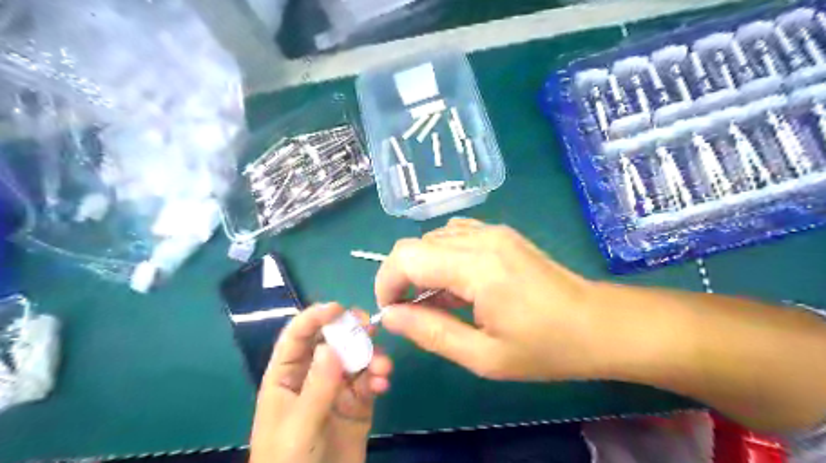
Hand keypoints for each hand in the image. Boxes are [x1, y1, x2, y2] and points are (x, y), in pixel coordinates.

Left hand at [249, 304, 392, 462]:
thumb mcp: (300, 426)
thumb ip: (318, 386)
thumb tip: (331, 345)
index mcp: (286, 377)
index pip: (297, 337)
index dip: (314, 318)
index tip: (338, 308)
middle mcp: (312, 376)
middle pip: (331, 341)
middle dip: (350, 331)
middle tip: (369, 326)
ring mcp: (337, 389)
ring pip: (355, 359)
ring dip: (371, 356)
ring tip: (382, 366)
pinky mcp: (358, 404)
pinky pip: (369, 381)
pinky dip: (378, 377)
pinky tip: (383, 383)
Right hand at [376, 219, 604, 380]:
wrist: (598, 323)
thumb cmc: (546, 347)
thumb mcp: (484, 356)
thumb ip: (431, 333)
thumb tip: (391, 317)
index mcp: (476, 266)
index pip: (406, 257)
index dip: (387, 282)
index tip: (393, 312)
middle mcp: (481, 238)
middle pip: (415, 244)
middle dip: (401, 277)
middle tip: (413, 313)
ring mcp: (492, 231)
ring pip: (432, 239)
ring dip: (422, 268)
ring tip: (437, 303)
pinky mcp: (500, 234)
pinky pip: (454, 236)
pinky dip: (442, 258)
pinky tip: (456, 284)